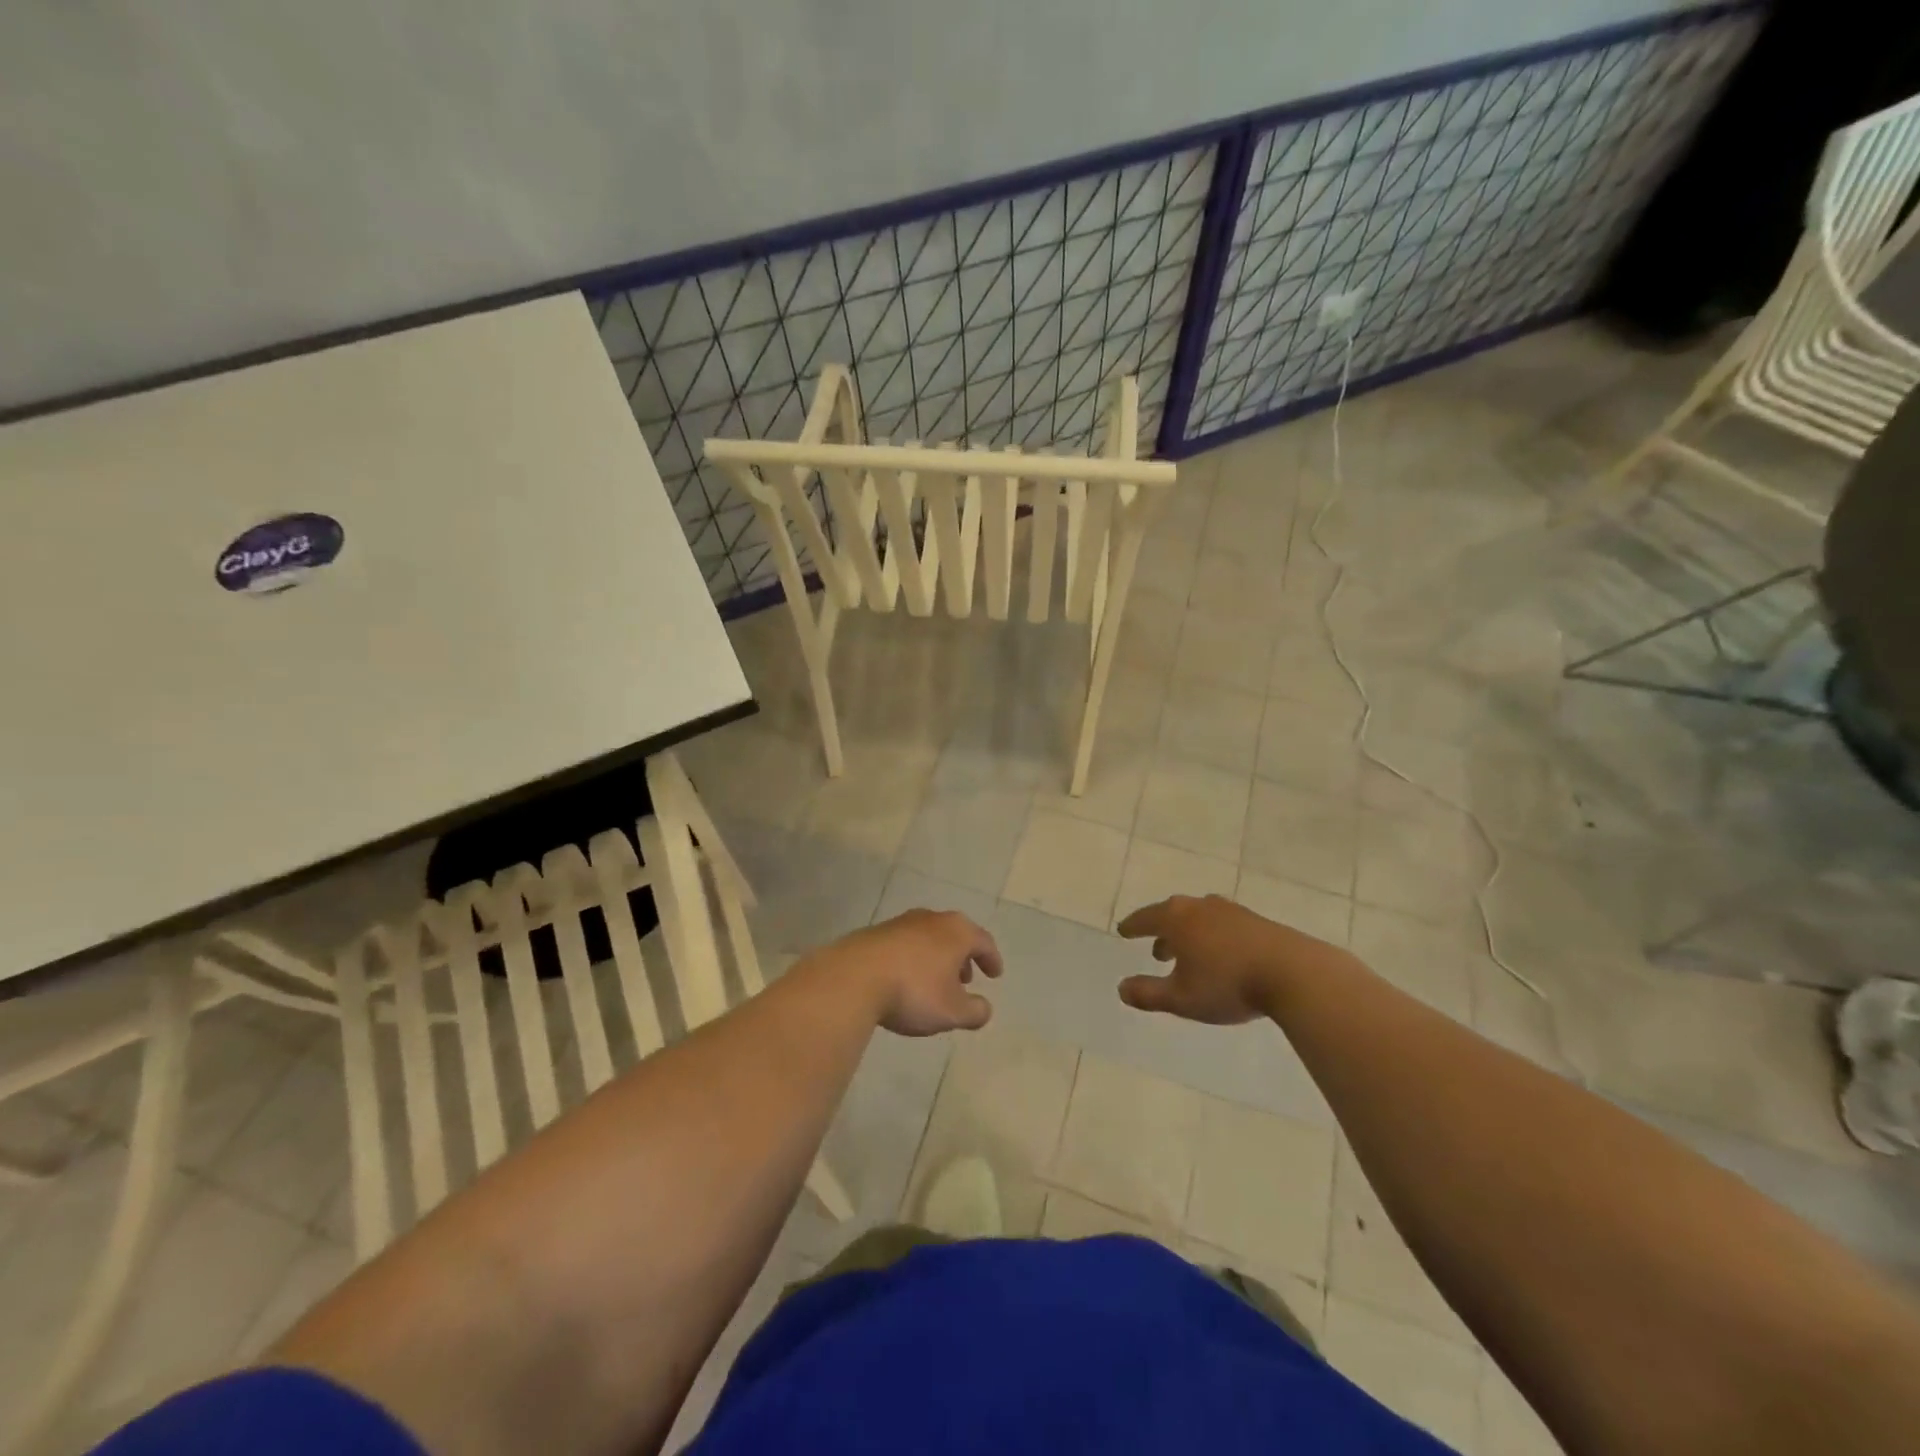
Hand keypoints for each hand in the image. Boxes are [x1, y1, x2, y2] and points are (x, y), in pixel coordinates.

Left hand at [824, 909, 1003, 1035]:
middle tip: (966, 979)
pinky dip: (913, 959)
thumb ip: (975, 1011)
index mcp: (957, 931)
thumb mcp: (952, 1012)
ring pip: (929, 938)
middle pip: (955, 935)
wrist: (853, 977)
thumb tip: (985, 1008)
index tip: (995, 974)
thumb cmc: (913, 991)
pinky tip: (905, 979)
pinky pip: (905, 944)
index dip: (992, 959)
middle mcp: (931, 919)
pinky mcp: (875, 932)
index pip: (983, 941)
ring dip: (937, 958)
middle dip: (963, 957)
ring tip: (935, 982)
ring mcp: (901, 922)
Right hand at [1116, 894, 1348, 1023]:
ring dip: (1189, 935)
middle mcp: (1199, 907)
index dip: (1132, 927)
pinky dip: (1212, 936)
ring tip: (1189, 955)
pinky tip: (1221, 956)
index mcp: (1176, 919)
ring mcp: (1230, 911)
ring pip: (1199, 918)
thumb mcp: (1181, 999)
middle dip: (1162, 932)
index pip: (1145, 918)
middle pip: (1172, 914)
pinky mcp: (1255, 921)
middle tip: (1156, 951)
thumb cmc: (1227, 984)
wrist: (1292, 973)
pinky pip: (1222, 924)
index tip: (1123, 931)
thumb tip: (1121, 988)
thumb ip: (1148, 994)